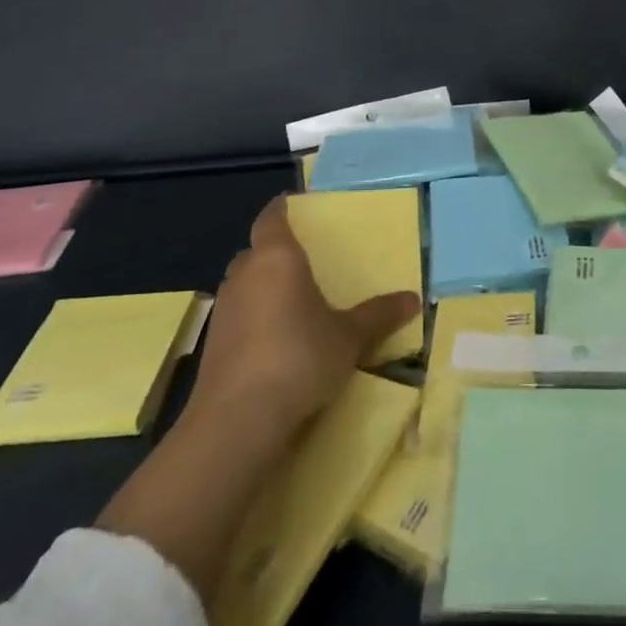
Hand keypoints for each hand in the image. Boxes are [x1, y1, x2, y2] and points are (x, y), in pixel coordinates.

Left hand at [185, 196, 420, 432]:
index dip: (281, 209)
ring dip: (261, 288)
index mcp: (277, 258)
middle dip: (273, 253)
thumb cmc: (299, 358)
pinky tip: (272, 340)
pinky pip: (236, 317)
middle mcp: (245, 275)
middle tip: (302, 261)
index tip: (292, 204)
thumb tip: (414, 299)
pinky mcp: (211, 346)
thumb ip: (378, 315)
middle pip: (254, 252)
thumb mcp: (349, 337)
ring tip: (290, 301)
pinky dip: (252, 319)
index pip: (271, 219)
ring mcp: (222, 311)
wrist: (237, 422)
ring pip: (242, 285)